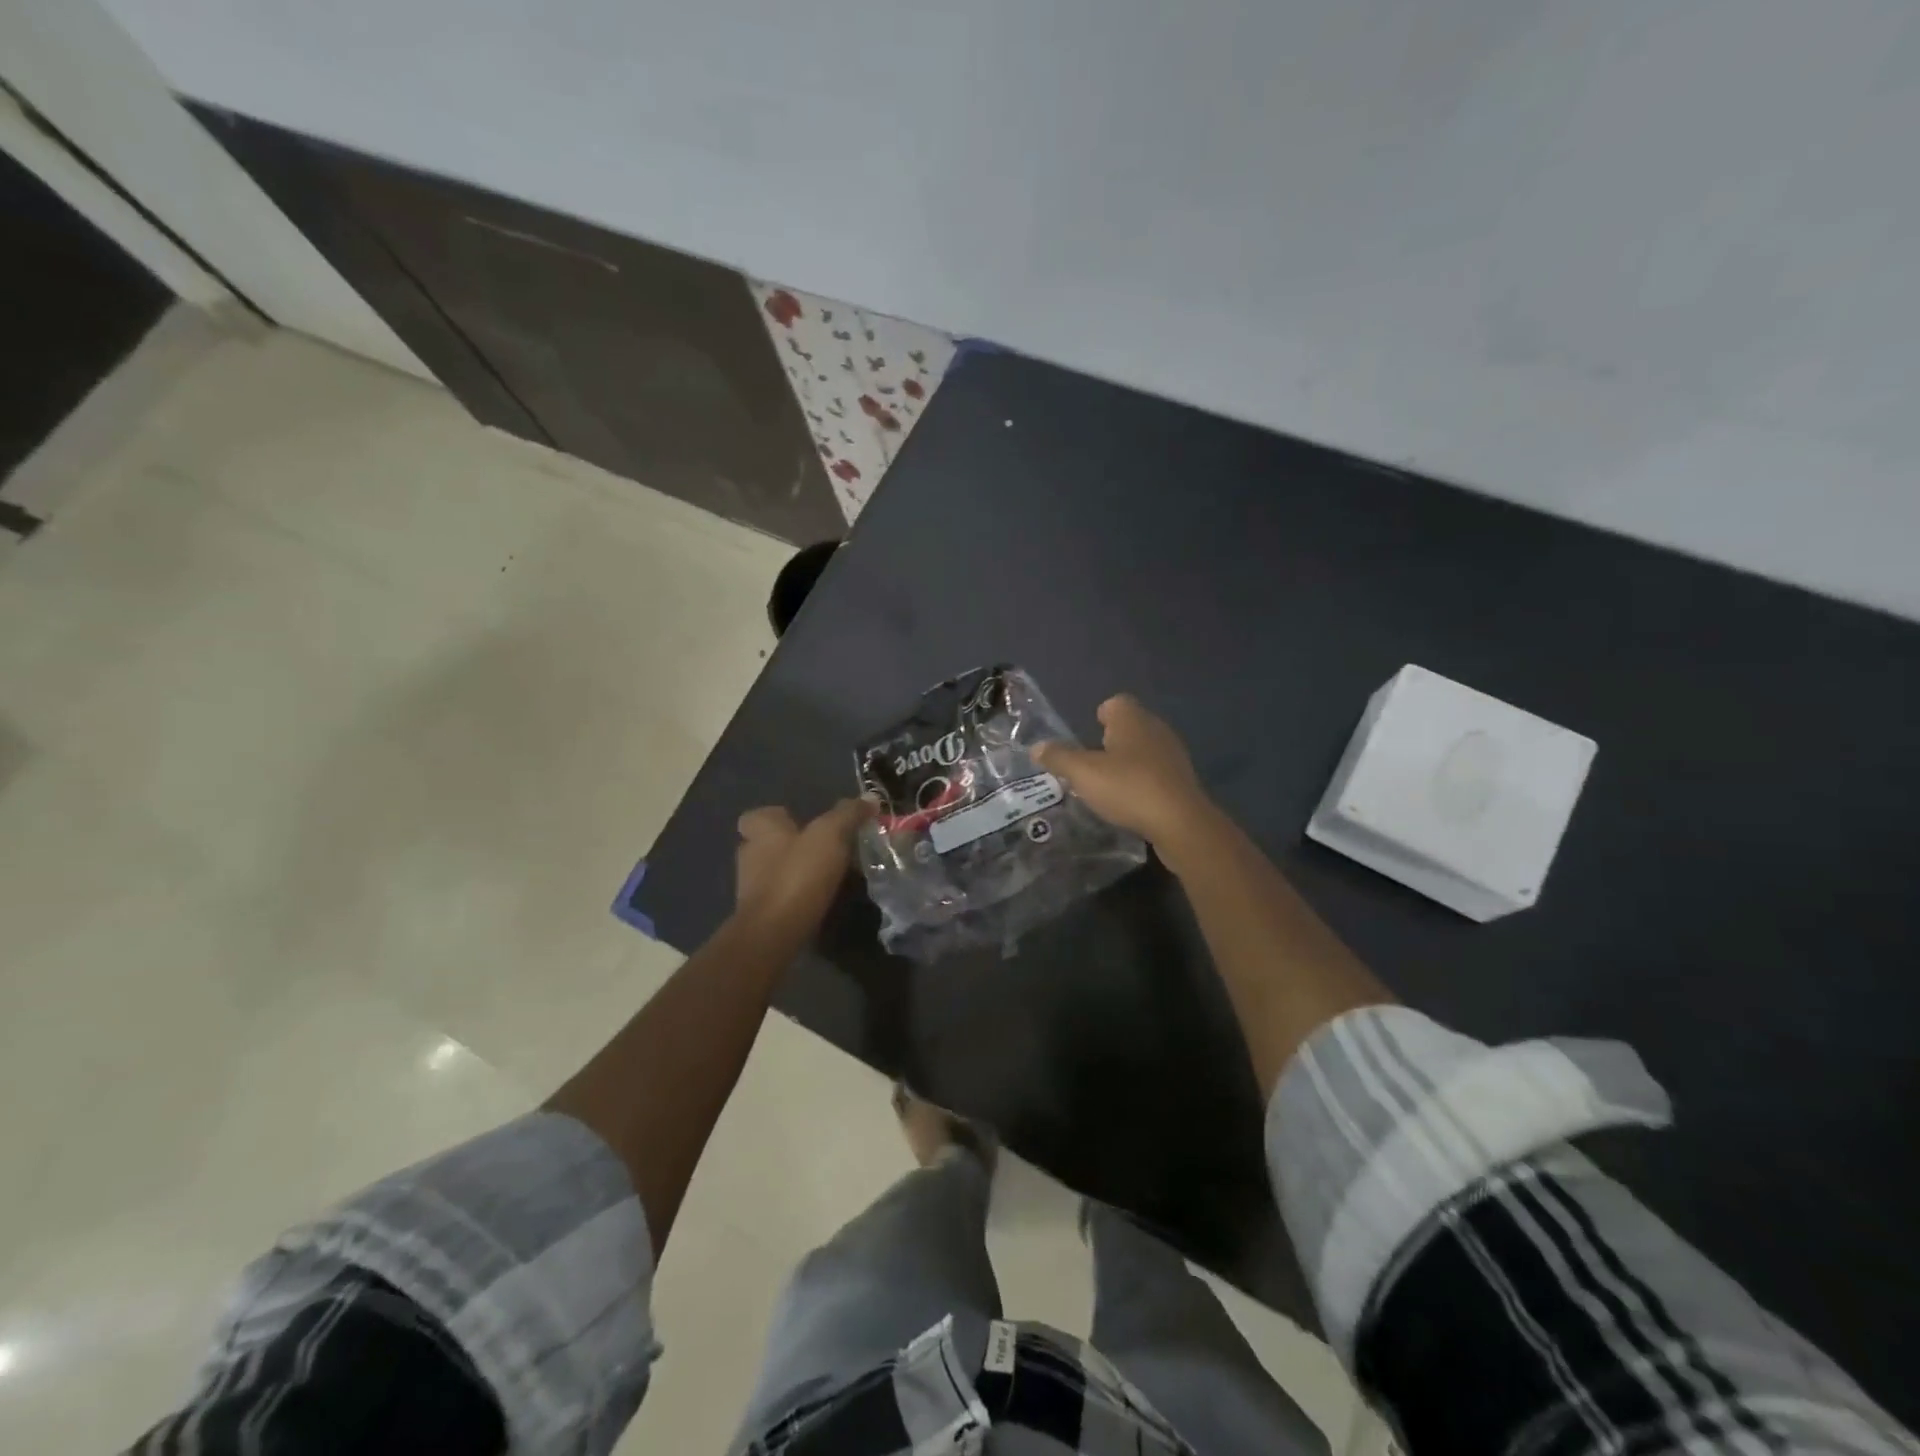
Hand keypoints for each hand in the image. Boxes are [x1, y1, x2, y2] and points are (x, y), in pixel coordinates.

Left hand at [733, 799, 870, 934]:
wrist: (774, 932)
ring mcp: (751, 887)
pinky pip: (780, 897)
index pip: (759, 815)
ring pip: (775, 871)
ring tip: (828, 876)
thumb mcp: (831, 835)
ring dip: (796, 871)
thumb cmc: (798, 874)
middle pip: (768, 843)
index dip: (779, 816)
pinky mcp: (760, 915)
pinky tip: (820, 900)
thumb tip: (870, 797)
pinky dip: (796, 896)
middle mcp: (750, 855)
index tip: (803, 822)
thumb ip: (848, 814)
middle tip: (825, 848)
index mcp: (761, 830)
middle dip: (792, 845)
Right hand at [1034, 694, 1214, 852]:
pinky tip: (1130, 801)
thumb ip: (1059, 758)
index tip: (1087, 734)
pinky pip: (1156, 772)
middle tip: (1090, 761)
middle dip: (1111, 740)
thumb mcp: (1083, 773)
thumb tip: (1036, 746)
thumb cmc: (1128, 787)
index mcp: (1132, 719)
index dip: (1100, 715)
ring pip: (1144, 749)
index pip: (1116, 703)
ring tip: (1107, 783)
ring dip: (1127, 762)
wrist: (1180, 822)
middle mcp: (1155, 729)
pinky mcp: (1182, 780)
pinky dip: (1142, 780)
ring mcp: (1173, 754)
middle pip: (1130, 726)